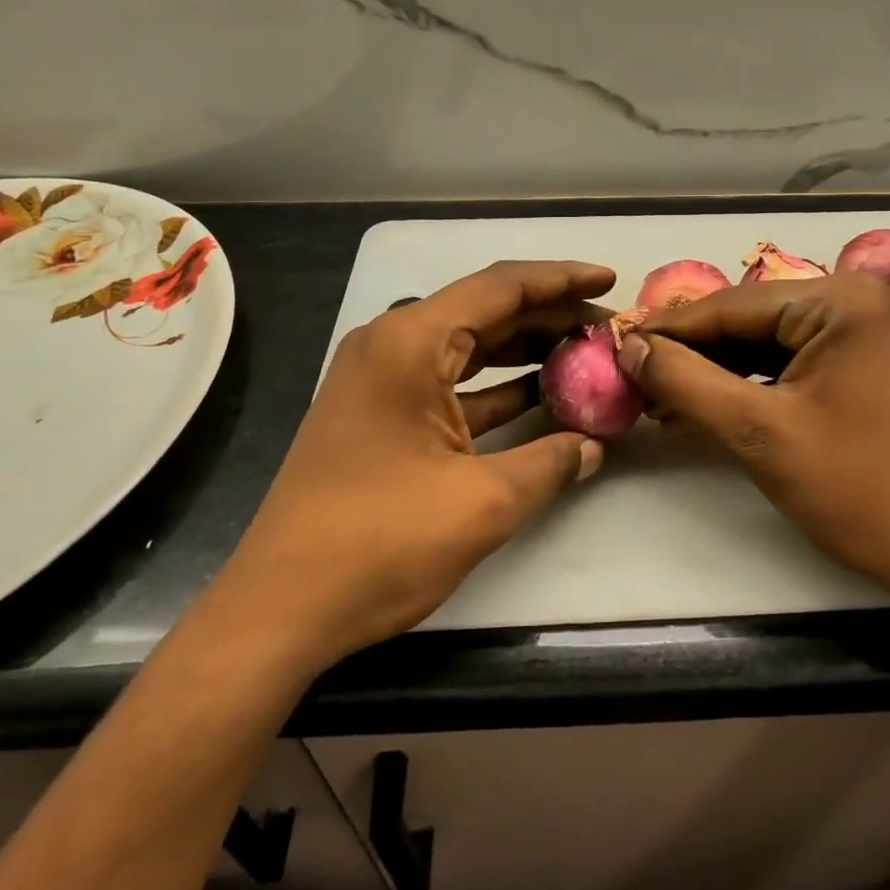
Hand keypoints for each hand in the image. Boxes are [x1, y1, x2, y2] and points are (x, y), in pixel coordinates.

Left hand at [225, 260, 613, 663]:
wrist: (279, 608)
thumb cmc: (379, 543)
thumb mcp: (481, 503)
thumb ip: (549, 463)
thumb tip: (593, 446)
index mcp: (410, 343)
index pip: (500, 287)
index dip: (561, 280)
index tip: (609, 282)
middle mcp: (392, 345)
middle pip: (487, 312)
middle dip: (551, 318)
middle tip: (607, 331)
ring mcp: (383, 379)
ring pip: (471, 347)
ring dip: (527, 351)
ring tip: (586, 357)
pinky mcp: (382, 413)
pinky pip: (451, 383)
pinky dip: (497, 387)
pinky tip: (542, 397)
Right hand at [617, 272, 889, 599]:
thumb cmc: (859, 489)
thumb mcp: (759, 433)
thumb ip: (686, 382)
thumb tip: (629, 347)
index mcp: (842, 301)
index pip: (732, 306)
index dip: (669, 329)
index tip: (615, 344)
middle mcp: (857, 302)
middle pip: (751, 321)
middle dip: (692, 354)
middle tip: (633, 376)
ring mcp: (865, 335)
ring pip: (768, 344)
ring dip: (716, 373)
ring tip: (658, 397)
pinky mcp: (865, 367)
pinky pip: (792, 364)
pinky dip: (750, 386)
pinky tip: (705, 407)